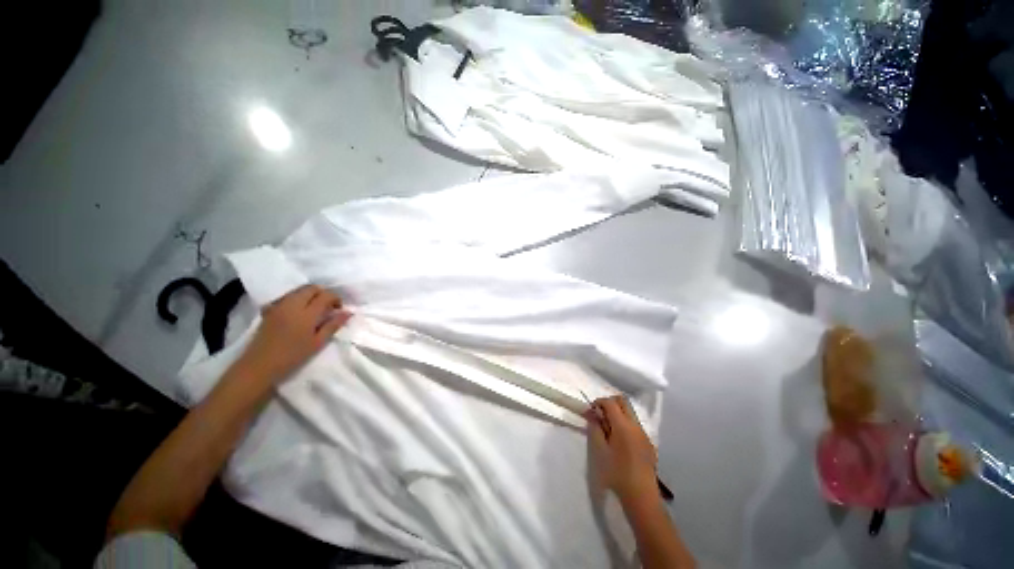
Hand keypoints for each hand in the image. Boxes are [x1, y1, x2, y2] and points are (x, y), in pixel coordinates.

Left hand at [237, 284, 350, 384]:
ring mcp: (279, 305)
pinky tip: (298, 311)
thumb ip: (333, 325)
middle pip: (311, 288)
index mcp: (306, 314)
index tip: (338, 309)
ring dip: (310, 295)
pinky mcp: (270, 309)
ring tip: (314, 309)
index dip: (335, 298)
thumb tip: (348, 312)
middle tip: (328, 307)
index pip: (325, 295)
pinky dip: (297, 299)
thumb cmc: (292, 356)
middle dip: (323, 293)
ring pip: (298, 290)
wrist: (259, 365)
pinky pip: (287, 296)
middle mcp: (292, 305)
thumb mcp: (317, 343)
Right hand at [586, 396, 658, 505]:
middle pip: (623, 402)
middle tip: (600, 415)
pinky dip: (625, 424)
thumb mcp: (600, 450)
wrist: (641, 496)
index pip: (610, 402)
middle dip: (610, 403)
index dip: (599, 402)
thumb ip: (595, 428)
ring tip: (608, 429)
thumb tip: (591, 413)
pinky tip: (619, 441)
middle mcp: (635, 425)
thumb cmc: (617, 473)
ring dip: (618, 413)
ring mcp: (644, 433)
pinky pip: (635, 424)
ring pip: (630, 412)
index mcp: (623, 425)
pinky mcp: (648, 443)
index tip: (591, 411)